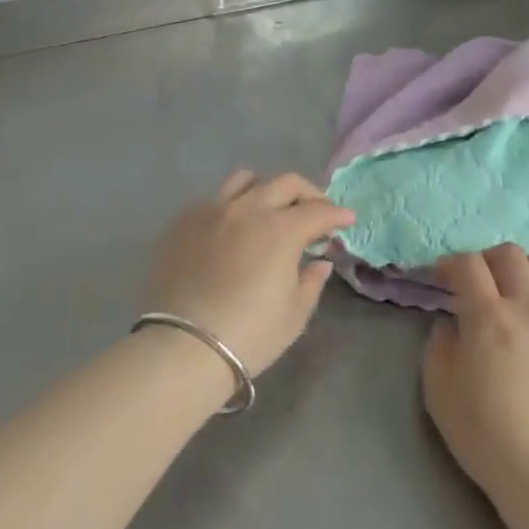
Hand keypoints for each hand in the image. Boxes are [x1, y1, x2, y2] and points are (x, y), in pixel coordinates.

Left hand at [142, 171, 354, 375]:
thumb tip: (319, 262)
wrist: (183, 347)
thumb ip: (311, 281)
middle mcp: (247, 209)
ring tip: (270, 210)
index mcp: (280, 230)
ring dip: (266, 190)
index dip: (337, 214)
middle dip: (308, 194)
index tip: (346, 220)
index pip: (318, 211)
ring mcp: (211, 211)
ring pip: (245, 180)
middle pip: (285, 183)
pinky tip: (232, 230)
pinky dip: (232, 207)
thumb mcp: (294, 314)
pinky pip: (213, 199)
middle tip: (315, 212)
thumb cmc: (249, 335)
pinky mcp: (182, 222)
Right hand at [422, 245, 528, 506]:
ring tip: (515, 291)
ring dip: (525, 269)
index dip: (449, 264)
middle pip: (510, 255)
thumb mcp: (438, 390)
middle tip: (476, 282)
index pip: (467, 265)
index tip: (441, 278)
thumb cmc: (484, 433)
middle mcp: (527, 307)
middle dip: (486, 260)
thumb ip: (439, 346)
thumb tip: (451, 325)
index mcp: (487, 317)